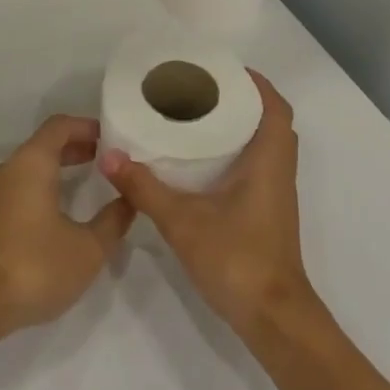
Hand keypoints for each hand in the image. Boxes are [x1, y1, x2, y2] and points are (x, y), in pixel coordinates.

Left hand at [0, 116, 134, 340]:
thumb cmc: (33, 265)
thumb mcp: (87, 248)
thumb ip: (112, 221)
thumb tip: (128, 201)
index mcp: (31, 162)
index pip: (60, 126)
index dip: (87, 127)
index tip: (111, 139)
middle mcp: (7, 169)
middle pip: (44, 146)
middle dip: (75, 150)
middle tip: (105, 163)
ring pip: (28, 170)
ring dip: (56, 173)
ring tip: (85, 189)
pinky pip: (17, 191)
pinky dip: (40, 191)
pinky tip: (56, 219)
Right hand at [97, 71, 315, 338]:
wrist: (272, 318)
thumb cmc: (237, 259)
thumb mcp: (182, 221)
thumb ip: (145, 188)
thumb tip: (110, 156)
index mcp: (269, 161)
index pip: (275, 107)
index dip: (256, 83)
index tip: (222, 71)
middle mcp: (279, 171)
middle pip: (271, 122)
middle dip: (243, 101)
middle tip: (203, 92)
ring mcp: (276, 195)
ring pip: (266, 146)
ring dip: (241, 128)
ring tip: (199, 118)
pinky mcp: (268, 214)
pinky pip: (259, 167)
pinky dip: (238, 154)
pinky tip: (203, 164)